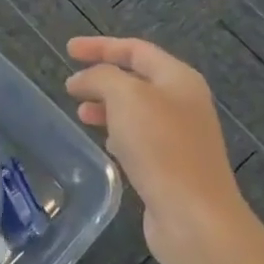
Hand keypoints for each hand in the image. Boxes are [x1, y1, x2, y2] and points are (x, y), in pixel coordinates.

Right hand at [64, 36, 245, 263]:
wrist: (195, 217)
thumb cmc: (161, 147)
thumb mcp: (125, 97)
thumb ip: (101, 77)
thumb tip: (84, 80)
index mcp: (178, 78)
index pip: (135, 49)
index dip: (100, 46)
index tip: (68, 50)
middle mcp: (184, 103)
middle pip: (137, 79)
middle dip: (102, 79)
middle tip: (71, 87)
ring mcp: (181, 137)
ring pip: (136, 111)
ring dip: (107, 107)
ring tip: (80, 114)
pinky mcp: (173, 167)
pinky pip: (140, 139)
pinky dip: (118, 134)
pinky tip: (105, 144)